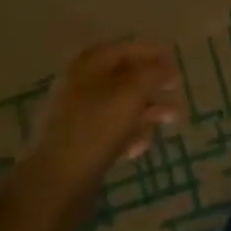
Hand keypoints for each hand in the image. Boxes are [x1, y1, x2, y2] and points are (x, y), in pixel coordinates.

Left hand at [23, 41, 181, 203]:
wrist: (54, 183)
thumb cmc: (95, 128)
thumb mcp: (130, 94)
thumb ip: (152, 74)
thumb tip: (167, 65)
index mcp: (88, 65)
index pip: (125, 48)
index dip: (152, 51)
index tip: (176, 60)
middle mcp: (81, 84)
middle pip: (124, 76)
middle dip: (153, 83)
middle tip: (176, 89)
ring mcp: (78, 115)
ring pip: (120, 105)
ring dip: (147, 109)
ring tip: (171, 118)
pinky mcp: (80, 143)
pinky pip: (111, 130)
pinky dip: (129, 133)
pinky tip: (142, 146)